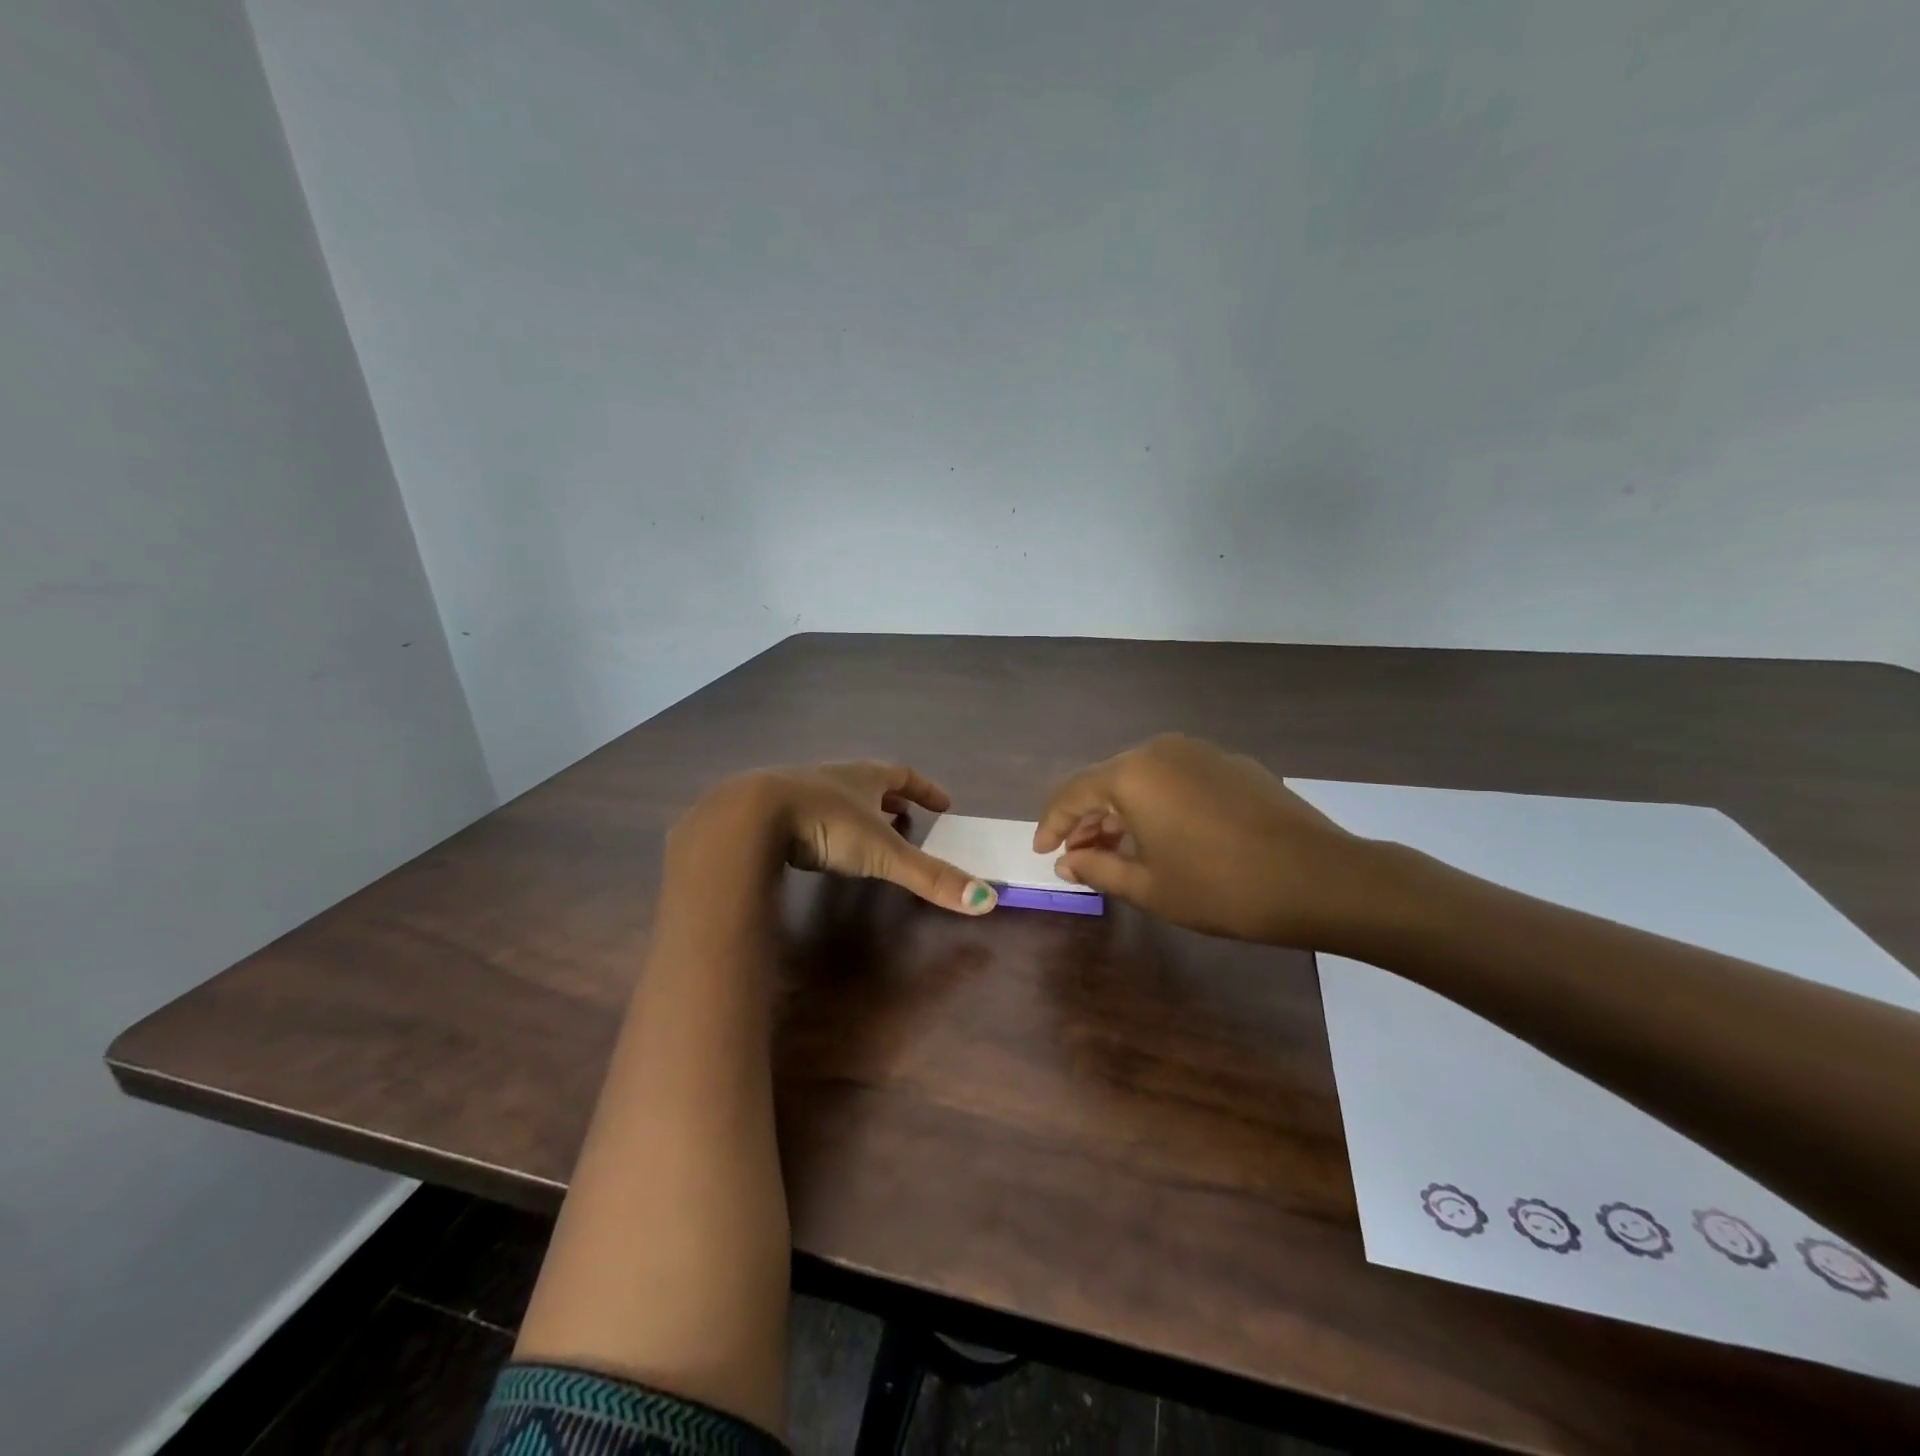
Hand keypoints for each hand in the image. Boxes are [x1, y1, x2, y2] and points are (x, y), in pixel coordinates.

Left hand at [673, 762, 998, 915]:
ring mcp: (799, 790)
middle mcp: (834, 777)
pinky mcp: (772, 810)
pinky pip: (807, 812)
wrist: (750, 817)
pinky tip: (818, 844)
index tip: (945, 803)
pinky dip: (824, 824)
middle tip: (908, 816)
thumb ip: (930, 877)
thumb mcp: (882, 853)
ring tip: (868, 831)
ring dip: (857, 810)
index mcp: (864, 777)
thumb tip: (987, 900)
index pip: (904, 776)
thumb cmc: (825, 824)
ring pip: (837, 795)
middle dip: (892, 799)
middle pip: (870, 782)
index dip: (926, 790)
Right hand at [1033, 733, 1379, 945]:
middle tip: (1078, 855)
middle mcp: (1160, 750)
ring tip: (1119, 849)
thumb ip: (1098, 867)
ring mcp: (1200, 752)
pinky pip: (1177, 778)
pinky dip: (1158, 803)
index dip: (1052, 824)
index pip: (1072, 793)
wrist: (1319, 878)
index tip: (1043, 852)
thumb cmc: (1221, 887)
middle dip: (1088, 819)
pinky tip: (1167, 835)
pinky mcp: (1232, 763)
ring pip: (1143, 778)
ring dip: (1123, 811)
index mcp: (1132, 775)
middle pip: (1107, 781)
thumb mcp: (1149, 887)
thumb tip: (1066, 860)